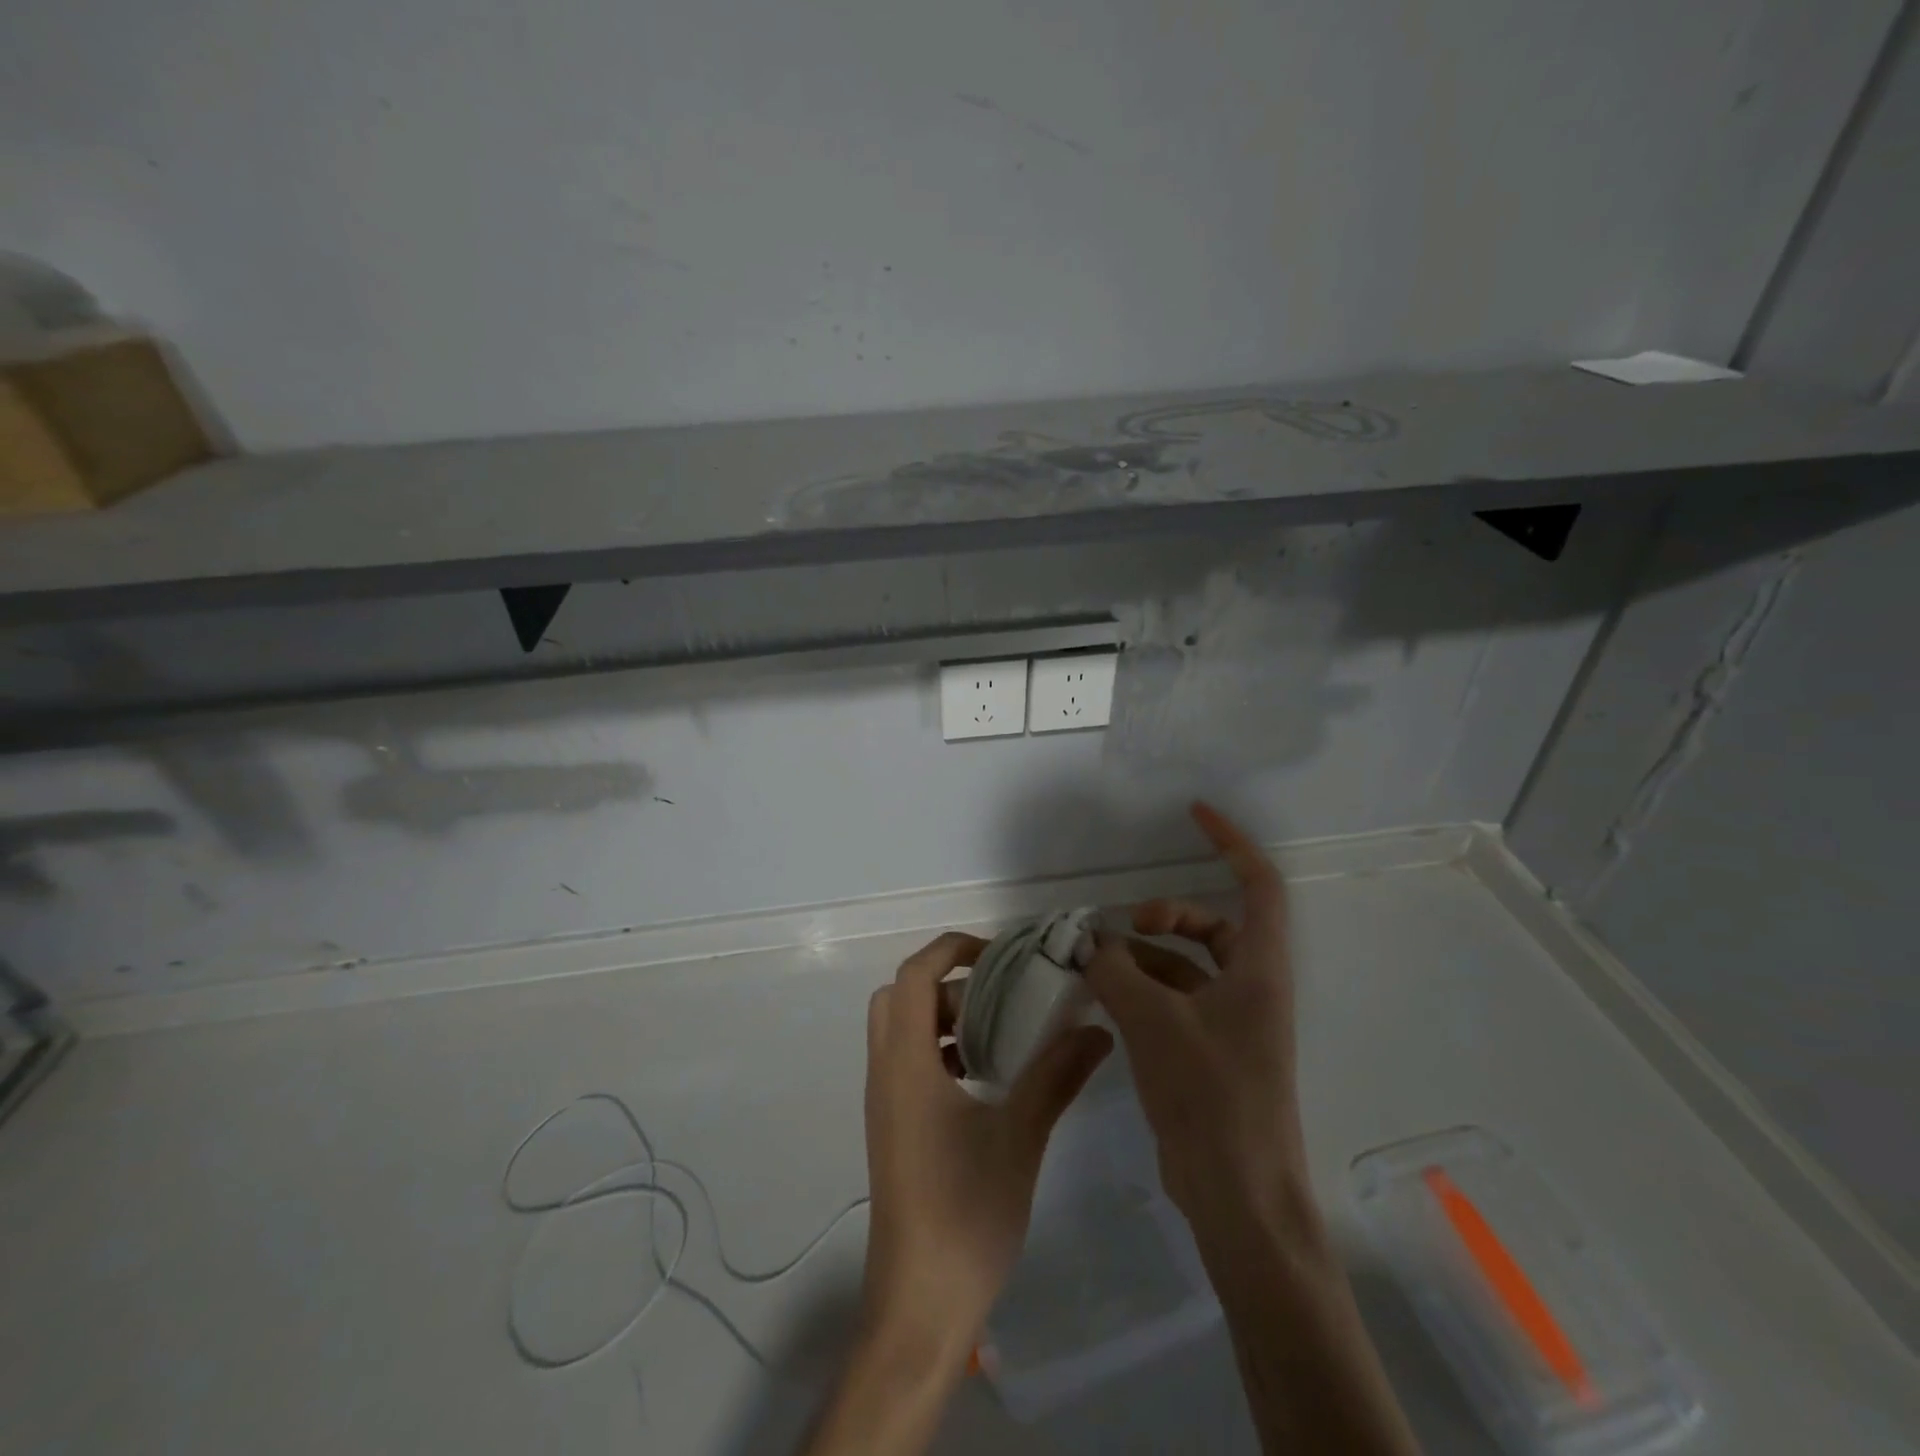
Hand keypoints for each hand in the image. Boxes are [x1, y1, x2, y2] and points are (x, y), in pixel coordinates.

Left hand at [861, 931, 1112, 1360]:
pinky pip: (908, 1063)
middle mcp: (885, 1072)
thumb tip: (1096, 1029)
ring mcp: (885, 1103)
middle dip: (948, 982)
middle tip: (999, 994)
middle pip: (901, 996)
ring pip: (903, 1030)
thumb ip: (1056, 1075)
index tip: (1000, 955)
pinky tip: (986, 1078)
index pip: (914, 975)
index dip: (951, 950)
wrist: (920, 1304)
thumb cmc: (966, 1212)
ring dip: (945, 1018)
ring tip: (1000, 1032)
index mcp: (906, 1063)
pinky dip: (941, 1050)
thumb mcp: (1021, 1136)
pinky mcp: (893, 1128)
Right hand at [1083, 803, 1314, 1245]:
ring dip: (1144, 957)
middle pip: (1214, 926)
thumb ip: (1116, 973)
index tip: (1194, 815)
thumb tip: (1087, 942)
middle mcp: (1250, 988)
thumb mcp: (1155, 1023)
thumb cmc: (1212, 1096)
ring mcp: (1230, 1024)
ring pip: (1186, 967)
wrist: (1239, 1196)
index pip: (1258, 885)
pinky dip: (1140, 991)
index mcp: (1259, 969)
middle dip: (1168, 915)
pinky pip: (1173, 1002)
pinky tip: (1103, 999)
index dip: (1230, 843)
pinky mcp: (1207, 1054)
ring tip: (1096, 964)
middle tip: (1125, 926)